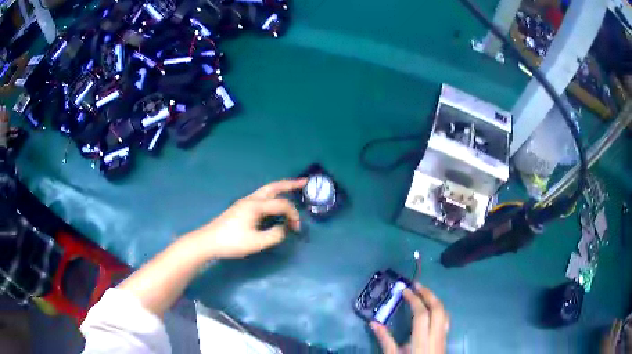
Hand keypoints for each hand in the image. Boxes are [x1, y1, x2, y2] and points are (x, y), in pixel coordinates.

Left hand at [199, 178, 306, 258]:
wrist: (208, 241)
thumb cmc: (232, 242)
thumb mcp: (256, 242)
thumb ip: (275, 235)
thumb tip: (284, 228)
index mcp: (255, 205)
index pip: (281, 204)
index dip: (293, 215)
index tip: (297, 229)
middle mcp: (251, 199)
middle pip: (273, 187)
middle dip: (290, 184)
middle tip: (305, 182)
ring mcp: (245, 202)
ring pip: (267, 191)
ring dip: (281, 189)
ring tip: (293, 188)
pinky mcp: (241, 208)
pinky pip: (262, 197)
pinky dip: (273, 196)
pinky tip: (275, 203)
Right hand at [370, 283, 448, 353]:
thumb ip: (385, 340)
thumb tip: (373, 323)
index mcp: (422, 341)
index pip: (422, 314)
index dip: (414, 299)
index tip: (404, 289)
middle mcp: (436, 336)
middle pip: (438, 309)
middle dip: (428, 294)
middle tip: (417, 285)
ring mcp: (443, 337)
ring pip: (445, 313)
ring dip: (435, 300)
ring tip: (424, 293)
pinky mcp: (445, 339)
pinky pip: (445, 319)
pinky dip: (439, 309)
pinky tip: (432, 309)